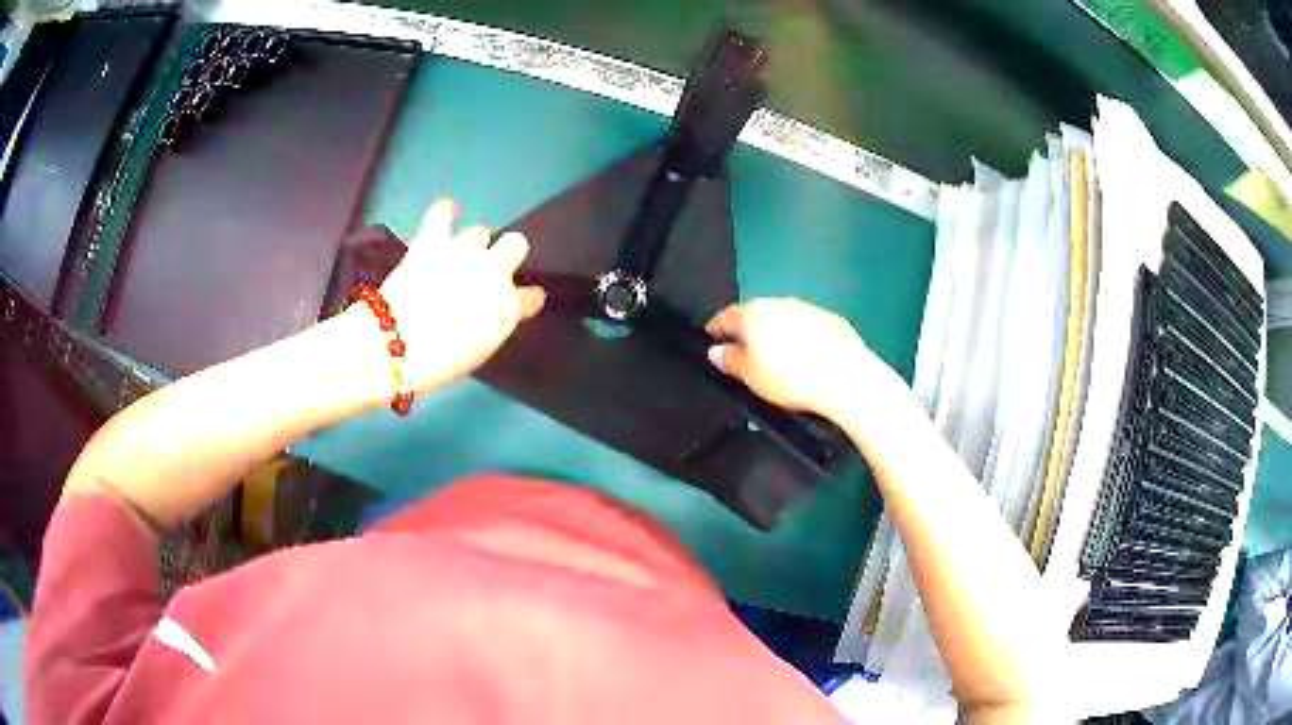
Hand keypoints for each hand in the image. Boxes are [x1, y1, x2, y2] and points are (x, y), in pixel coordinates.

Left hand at [349, 199, 544, 394]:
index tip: (519, 303)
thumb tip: (487, 314)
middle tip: (486, 272)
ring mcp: (463, 251)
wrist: (397, 346)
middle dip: (505, 255)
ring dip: (471, 244)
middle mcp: (493, 270)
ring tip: (456, 255)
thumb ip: (491, 325)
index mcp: (508, 306)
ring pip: (480, 231)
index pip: (532, 296)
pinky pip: (443, 212)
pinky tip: (447, 213)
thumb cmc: (439, 363)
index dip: (526, 299)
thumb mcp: (478, 351)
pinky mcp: (432, 241)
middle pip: (516, 244)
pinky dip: (445, 212)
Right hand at [705, 298, 880, 418]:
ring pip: (784, 317)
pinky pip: (808, 326)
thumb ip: (730, 360)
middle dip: (749, 330)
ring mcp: (808, 308)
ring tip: (778, 357)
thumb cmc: (790, 378)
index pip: (726, 316)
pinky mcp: (833, 320)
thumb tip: (715, 351)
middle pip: (757, 313)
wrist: (846, 378)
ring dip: (778, 332)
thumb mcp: (751, 376)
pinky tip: (808, 357)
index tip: (711, 339)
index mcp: (754, 313)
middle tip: (746, 352)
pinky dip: (802, 337)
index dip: (716, 329)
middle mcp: (780, 303)